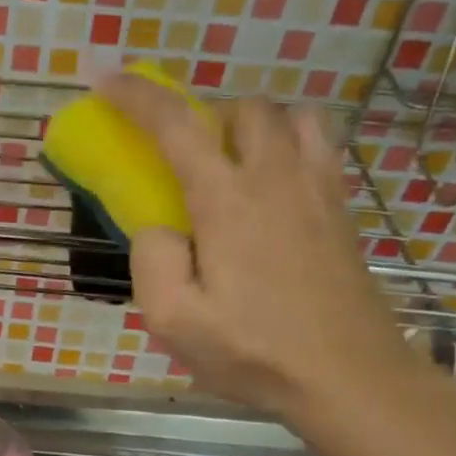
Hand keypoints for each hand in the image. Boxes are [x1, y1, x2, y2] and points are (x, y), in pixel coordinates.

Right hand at [100, 69, 413, 415]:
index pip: (177, 126)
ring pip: (291, 117)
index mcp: (228, 201)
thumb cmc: (255, 352)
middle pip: (243, 108)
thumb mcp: (174, 321)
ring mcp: (320, 190)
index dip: (136, 96)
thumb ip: (152, 260)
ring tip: (233, 163)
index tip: (104, 77)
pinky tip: (274, 189)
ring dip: (254, 124)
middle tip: (182, 153)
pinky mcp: (344, 211)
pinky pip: (319, 147)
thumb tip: (159, 226)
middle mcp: (277, 178)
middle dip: (204, 113)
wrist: (350, 378)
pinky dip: (290, 144)